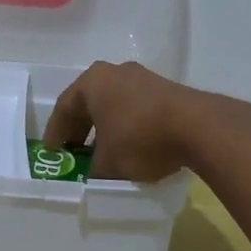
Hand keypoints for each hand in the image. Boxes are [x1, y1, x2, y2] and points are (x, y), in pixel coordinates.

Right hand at [42, 61, 209, 182]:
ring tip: (104, 153)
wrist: (198, 127)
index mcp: (92, 82)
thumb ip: (93, 171)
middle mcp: (114, 72)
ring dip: (106, 127)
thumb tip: (91, 178)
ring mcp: (142, 77)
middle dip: (81, 129)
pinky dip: (128, 125)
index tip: (52, 153)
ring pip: (114, 104)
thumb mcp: (109, 164)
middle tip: (74, 153)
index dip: (56, 133)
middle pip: (89, 103)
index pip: (64, 108)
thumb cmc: (140, 139)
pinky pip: (136, 107)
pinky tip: (133, 146)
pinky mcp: (165, 88)